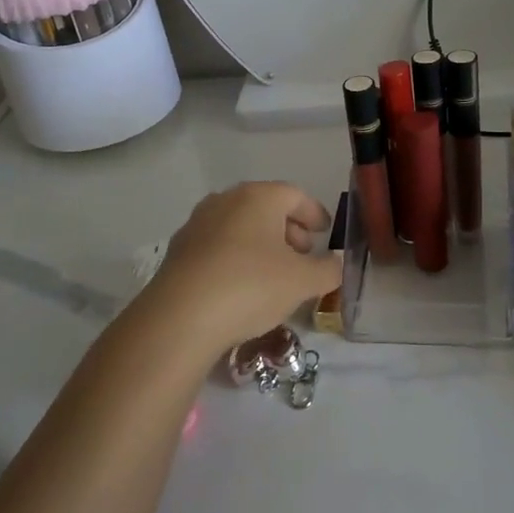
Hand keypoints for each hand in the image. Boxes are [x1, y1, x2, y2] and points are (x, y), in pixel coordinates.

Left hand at [137, 182, 342, 360]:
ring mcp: (197, 223)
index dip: (314, 213)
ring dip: (261, 244)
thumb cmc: (251, 287)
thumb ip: (328, 269)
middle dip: (289, 229)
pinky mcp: (178, 250)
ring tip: (274, 274)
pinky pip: (218, 245)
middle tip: (303, 254)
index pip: (295, 195)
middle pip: (265, 207)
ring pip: (240, 226)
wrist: (180, 317)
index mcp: (258, 197)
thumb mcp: (303, 282)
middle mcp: (225, 200)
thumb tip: (334, 263)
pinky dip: (236, 257)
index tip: (325, 232)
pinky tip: (242, 286)